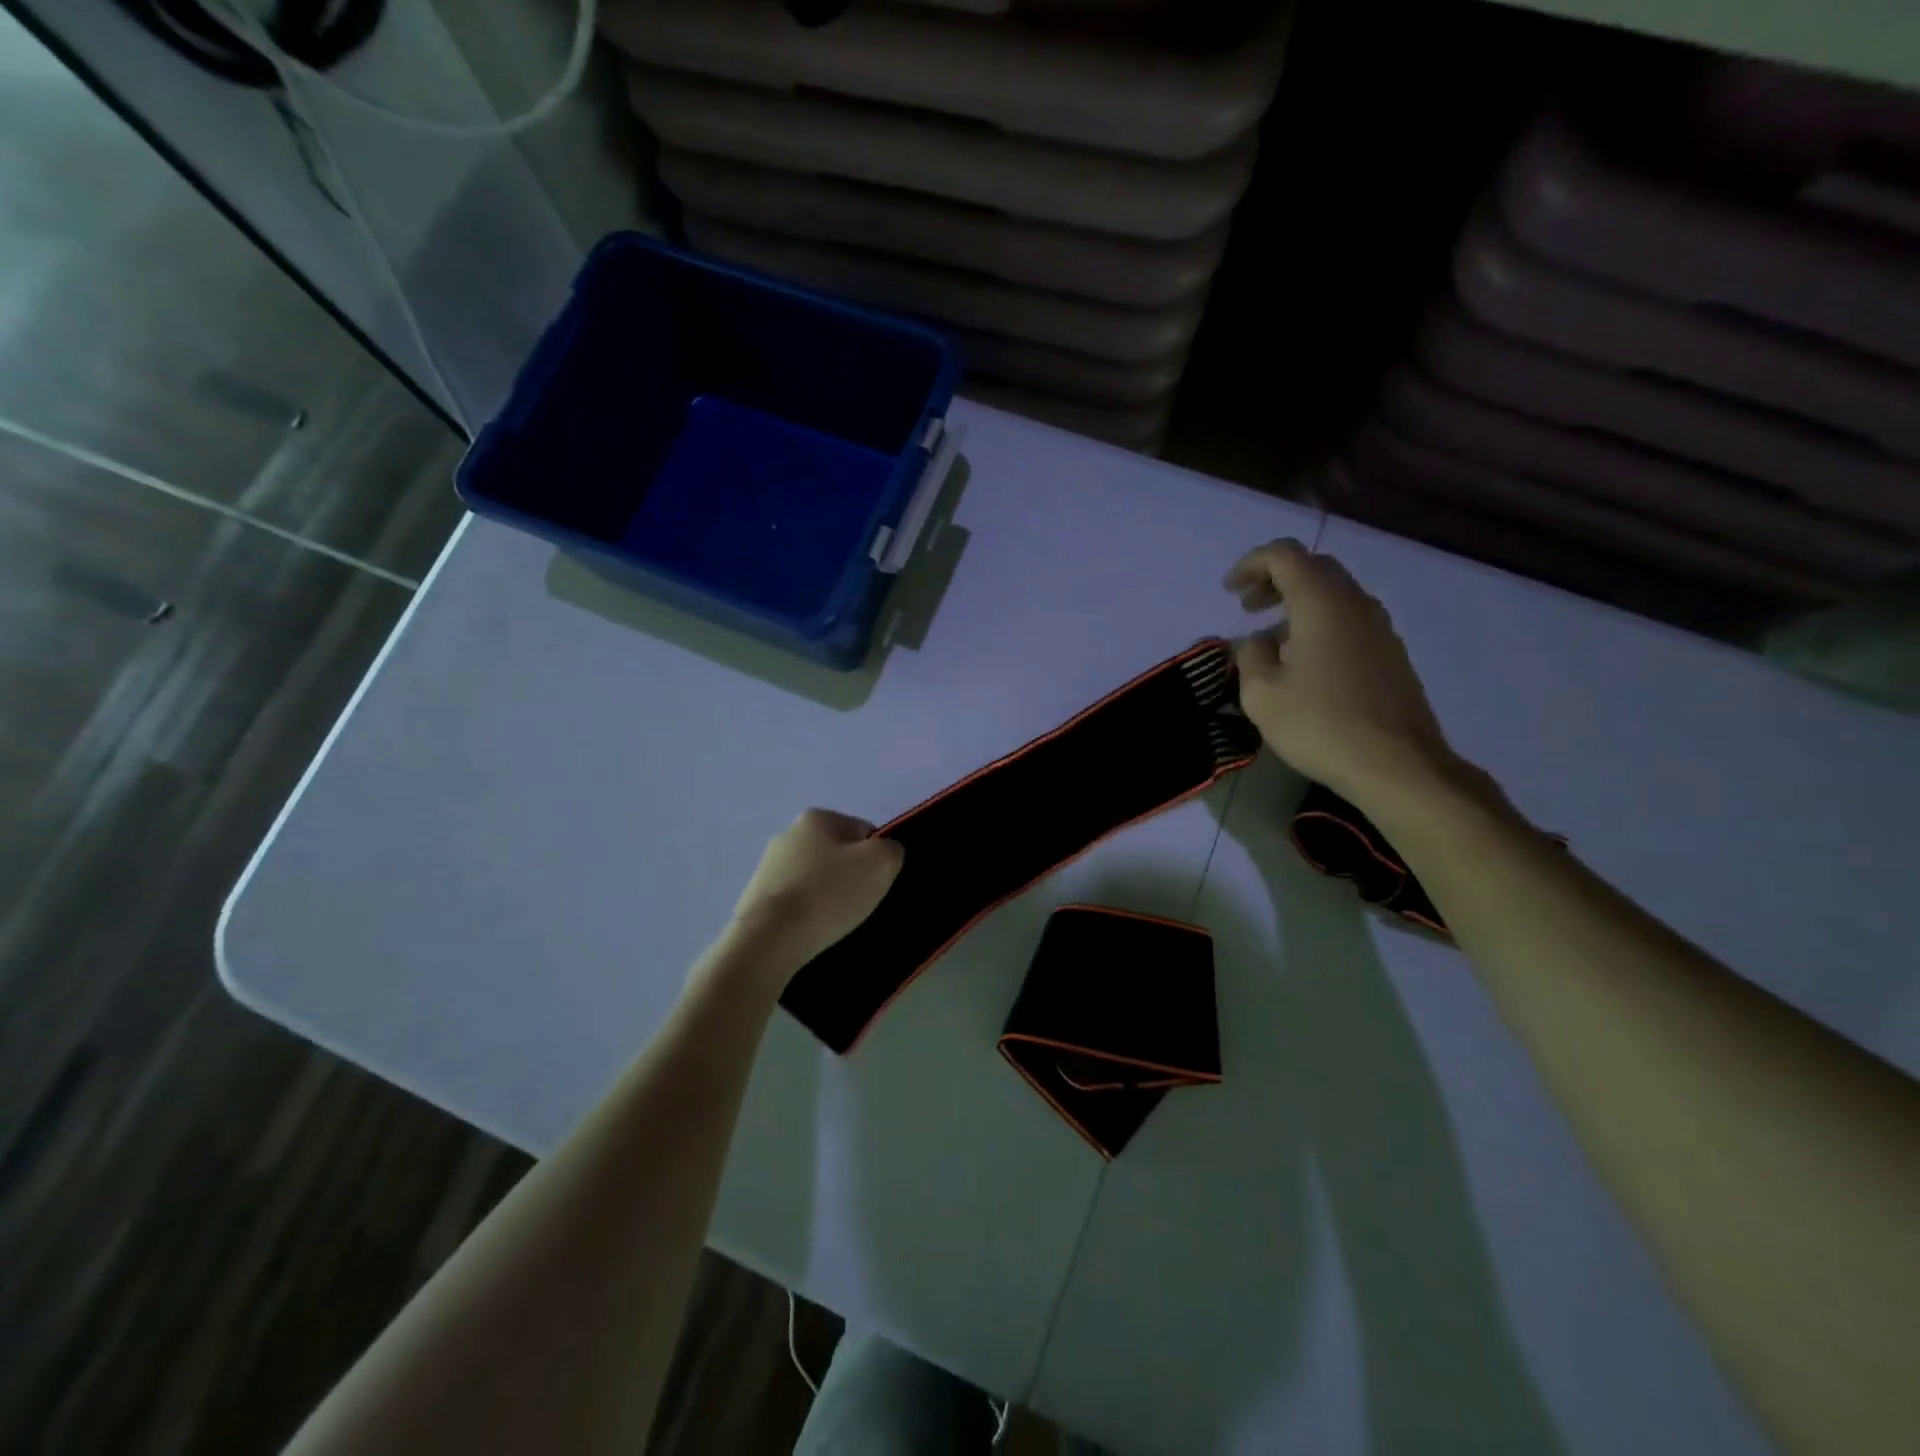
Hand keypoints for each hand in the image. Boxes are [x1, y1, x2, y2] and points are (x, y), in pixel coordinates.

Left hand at [727, 810, 904, 976]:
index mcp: (817, 817)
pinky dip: (806, 912)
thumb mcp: (880, 864)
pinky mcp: (756, 896)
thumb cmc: (829, 894)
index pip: (863, 831)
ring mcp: (767, 865)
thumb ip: (891, 849)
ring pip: (815, 877)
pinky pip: (795, 900)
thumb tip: (885, 851)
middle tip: (858, 903)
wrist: (770, 939)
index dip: (876, 858)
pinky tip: (811, 929)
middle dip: (850, 875)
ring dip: (827, 894)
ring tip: (833, 921)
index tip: (875, 883)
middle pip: (837, 853)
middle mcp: (788, 833)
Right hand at [1226, 539, 1454, 809]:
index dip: (1251, 564)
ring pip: (1334, 594)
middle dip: (1275, 579)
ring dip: (1298, 603)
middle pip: (1313, 568)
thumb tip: (1256, 641)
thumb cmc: (1320, 725)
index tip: (1228, 591)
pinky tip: (1303, 661)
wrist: (1397, 765)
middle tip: (1248, 606)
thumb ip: (1250, 656)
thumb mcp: (1262, 694)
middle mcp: (1355, 603)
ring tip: (1271, 637)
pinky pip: (1349, 619)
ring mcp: (1379, 627)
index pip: (1284, 555)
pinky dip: (1319, 623)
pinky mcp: (1390, 653)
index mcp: (1321, 602)